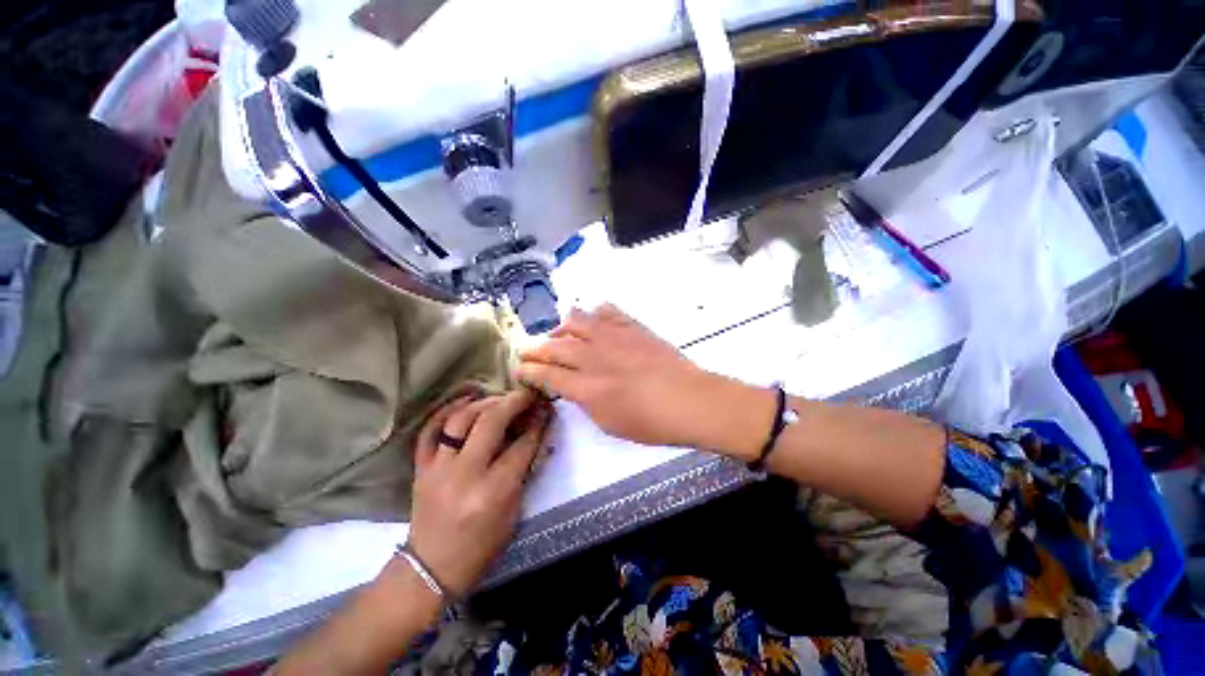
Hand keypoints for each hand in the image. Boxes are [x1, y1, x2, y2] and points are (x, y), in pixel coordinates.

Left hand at [407, 390, 551, 596]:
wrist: (431, 569)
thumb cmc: (481, 547)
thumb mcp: (513, 512)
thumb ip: (524, 470)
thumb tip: (535, 434)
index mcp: (493, 492)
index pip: (522, 446)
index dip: (538, 424)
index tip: (545, 408)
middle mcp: (465, 474)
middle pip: (491, 422)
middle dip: (514, 402)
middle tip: (527, 394)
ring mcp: (438, 468)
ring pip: (461, 419)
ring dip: (485, 403)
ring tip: (501, 398)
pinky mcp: (421, 467)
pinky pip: (430, 429)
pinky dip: (447, 410)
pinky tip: (466, 400)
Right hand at [516, 305, 757, 450]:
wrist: (687, 399)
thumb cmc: (649, 421)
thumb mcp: (608, 422)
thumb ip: (585, 400)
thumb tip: (573, 386)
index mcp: (585, 385)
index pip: (547, 373)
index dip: (529, 370)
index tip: (520, 368)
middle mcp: (593, 356)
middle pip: (555, 346)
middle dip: (536, 348)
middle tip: (529, 350)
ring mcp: (612, 336)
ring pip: (576, 321)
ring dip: (562, 328)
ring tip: (560, 334)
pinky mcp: (631, 326)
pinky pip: (606, 311)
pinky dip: (594, 314)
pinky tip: (594, 321)